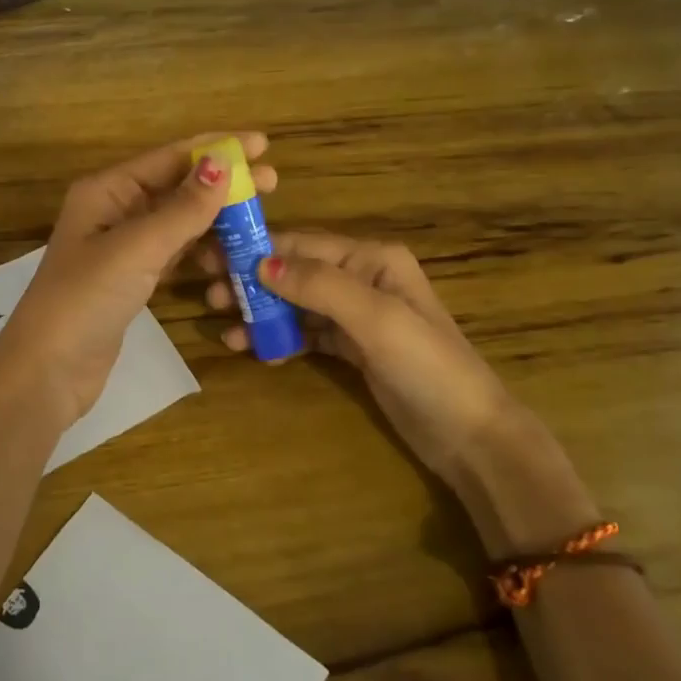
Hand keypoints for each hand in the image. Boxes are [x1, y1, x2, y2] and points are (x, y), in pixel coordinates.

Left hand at [0, 134, 277, 428]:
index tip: (262, 144)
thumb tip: (222, 163)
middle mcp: (115, 210)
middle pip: (177, 185)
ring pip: (179, 220)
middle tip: (273, 182)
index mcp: (107, 190)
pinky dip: (203, 248)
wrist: (48, 370)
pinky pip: (176, 251)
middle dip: (223, 182)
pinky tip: (231, 251)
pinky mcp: (133, 279)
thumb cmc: (86, 299)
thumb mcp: (136, 248)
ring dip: (217, 217)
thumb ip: (182, 209)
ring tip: (260, 218)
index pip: (169, 157)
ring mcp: (124, 247)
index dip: (216, 147)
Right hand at [203, 231, 522, 482]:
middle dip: (253, 282)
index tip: (212, 258)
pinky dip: (282, 338)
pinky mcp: (354, 348)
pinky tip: (255, 350)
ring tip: (225, 329)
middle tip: (210, 297)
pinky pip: (308, 333)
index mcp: (373, 259)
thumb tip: (261, 263)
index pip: (303, 245)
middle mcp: (363, 278)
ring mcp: (358, 315)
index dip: (257, 249)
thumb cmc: (426, 366)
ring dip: (262, 313)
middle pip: (296, 272)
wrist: (470, 435)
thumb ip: (319, 286)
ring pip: (297, 304)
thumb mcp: (375, 319)